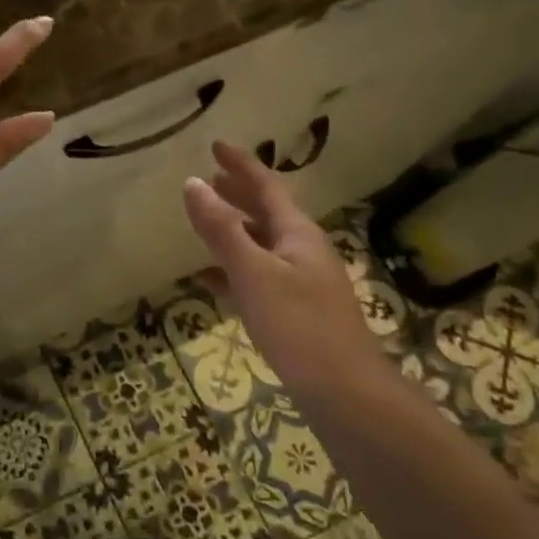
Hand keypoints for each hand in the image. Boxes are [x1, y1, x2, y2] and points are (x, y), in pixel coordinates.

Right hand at [182, 141, 387, 392]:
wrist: (345, 393)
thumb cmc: (298, 326)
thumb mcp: (253, 273)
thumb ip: (222, 229)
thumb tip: (192, 183)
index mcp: (297, 234)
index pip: (267, 186)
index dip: (241, 164)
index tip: (215, 145)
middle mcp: (303, 250)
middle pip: (268, 211)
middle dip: (240, 192)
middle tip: (210, 177)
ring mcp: (302, 282)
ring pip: (263, 242)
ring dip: (236, 227)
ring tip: (207, 218)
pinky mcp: (296, 310)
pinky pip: (259, 274)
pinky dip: (234, 266)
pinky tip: (211, 278)